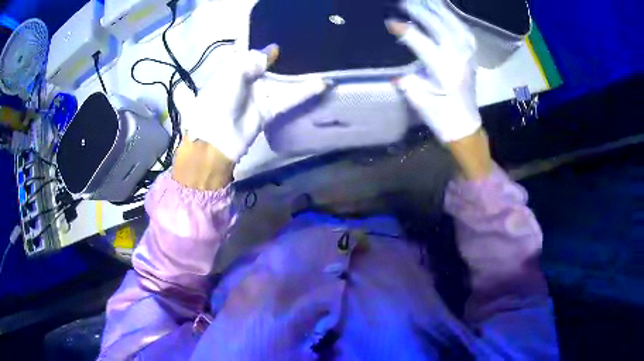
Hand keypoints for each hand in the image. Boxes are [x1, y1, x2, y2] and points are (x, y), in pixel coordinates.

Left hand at [174, 43, 328, 162]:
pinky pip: (289, 97)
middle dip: (284, 52)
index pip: (248, 47)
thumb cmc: (219, 98)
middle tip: (306, 39)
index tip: (278, 26)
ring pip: (283, 79)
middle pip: (269, 62)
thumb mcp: (233, 72)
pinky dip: (305, 91)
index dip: (260, 37)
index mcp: (233, 66)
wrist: (217, 136)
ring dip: (299, 72)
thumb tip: (273, 49)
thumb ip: (254, 59)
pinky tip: (322, 83)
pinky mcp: (270, 109)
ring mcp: (260, 93)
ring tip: (320, 58)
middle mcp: (248, 77)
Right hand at [386, 0, 480, 142]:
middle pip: (441, 29)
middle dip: (422, 13)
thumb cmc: (442, 118)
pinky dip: (455, 20)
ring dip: (440, 11)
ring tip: (426, 1)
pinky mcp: (472, 58)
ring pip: (456, 27)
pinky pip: (465, 32)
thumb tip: (395, 70)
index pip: (423, 45)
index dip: (406, 32)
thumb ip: (407, 82)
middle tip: (406, 3)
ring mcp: (468, 58)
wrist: (466, 127)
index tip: (391, 23)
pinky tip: (445, 13)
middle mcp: (459, 61)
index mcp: (445, 73)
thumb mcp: (420, 102)